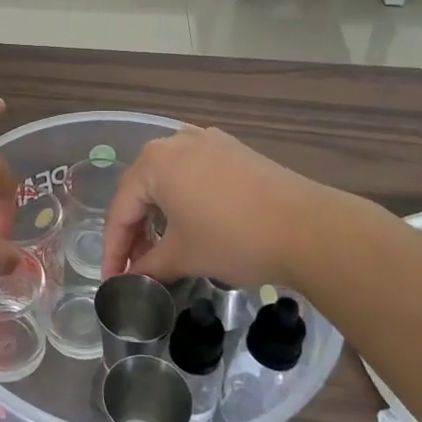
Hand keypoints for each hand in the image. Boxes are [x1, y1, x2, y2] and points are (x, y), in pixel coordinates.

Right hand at [100, 127, 372, 287]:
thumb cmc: (233, 238)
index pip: (121, 209)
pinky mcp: (236, 150)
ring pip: (171, 179)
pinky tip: (195, 222)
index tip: (113, 280)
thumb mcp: (184, 256)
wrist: (308, 227)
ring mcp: (209, 141)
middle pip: (143, 189)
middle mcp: (176, 141)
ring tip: (164, 247)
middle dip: (137, 229)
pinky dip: (188, 199)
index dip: (114, 249)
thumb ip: (149, 266)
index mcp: (154, 162)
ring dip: (162, 214)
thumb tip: (132, 278)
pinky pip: (197, 173)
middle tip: (137, 266)